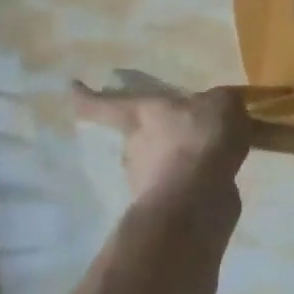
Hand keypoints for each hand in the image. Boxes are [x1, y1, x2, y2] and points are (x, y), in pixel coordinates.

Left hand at [70, 83, 250, 203]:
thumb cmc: (199, 140)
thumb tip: (218, 105)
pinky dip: (196, 180)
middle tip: (190, 125)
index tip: (71, 87)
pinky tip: (220, 175)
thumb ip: (219, 102)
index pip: (103, 104)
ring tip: (214, 151)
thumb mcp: (222, 104)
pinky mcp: (164, 205)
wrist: (197, 202)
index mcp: (140, 114)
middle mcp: (134, 146)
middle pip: (139, 133)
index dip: (85, 96)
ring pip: (160, 161)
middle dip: (159, 132)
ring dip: (180, 157)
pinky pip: (181, 184)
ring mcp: (145, 180)